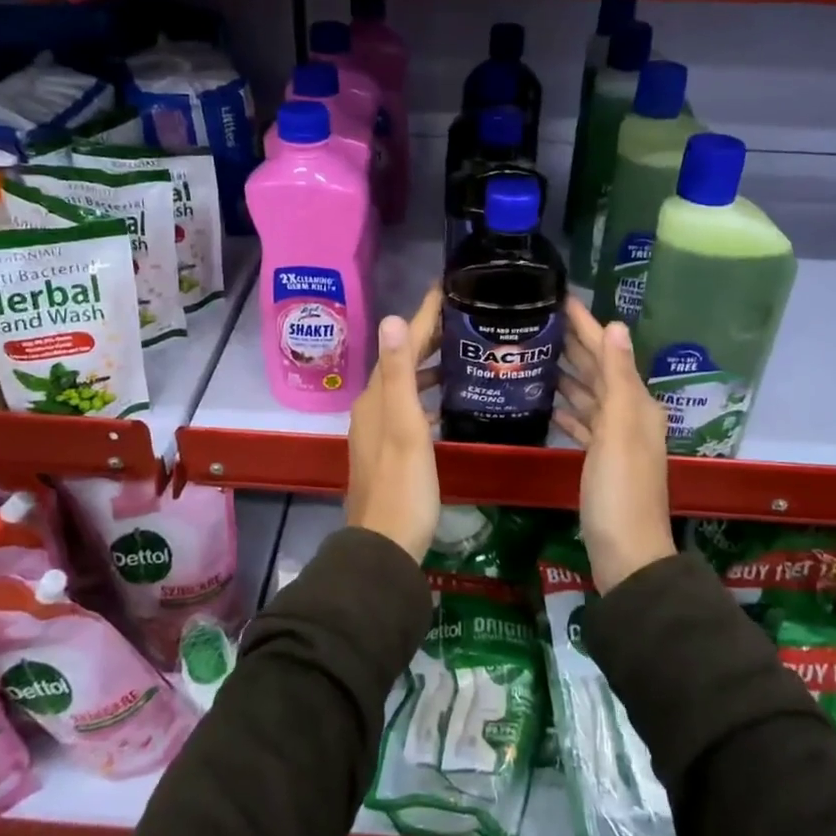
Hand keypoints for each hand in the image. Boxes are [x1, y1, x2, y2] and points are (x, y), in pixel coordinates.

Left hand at [344, 288, 441, 562]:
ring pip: (405, 386)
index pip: (400, 344)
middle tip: (463, 318)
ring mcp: (378, 431)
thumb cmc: (403, 486)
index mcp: (376, 398)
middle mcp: (372, 408)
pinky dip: (427, 396)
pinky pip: (409, 408)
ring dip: (428, 367)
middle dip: (428, 337)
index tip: (446, 289)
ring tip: (460, 354)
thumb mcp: (405, 427)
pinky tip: (447, 403)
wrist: (385, 546)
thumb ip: (398, 374)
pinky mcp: (389, 451)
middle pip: (401, 362)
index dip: (423, 316)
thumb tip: (392, 318)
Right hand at [554, 298, 674, 591]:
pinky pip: (583, 425)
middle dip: (574, 345)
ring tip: (537, 355)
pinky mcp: (600, 462)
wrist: (626, 553)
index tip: (561, 300)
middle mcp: (629, 417)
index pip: (607, 353)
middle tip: (540, 322)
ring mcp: (615, 441)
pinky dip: (568, 411)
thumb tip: (615, 326)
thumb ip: (616, 377)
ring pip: (588, 397)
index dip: (586, 326)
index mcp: (636, 404)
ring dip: (567, 376)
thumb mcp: (619, 429)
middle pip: (598, 372)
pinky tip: (548, 404)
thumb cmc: (619, 490)